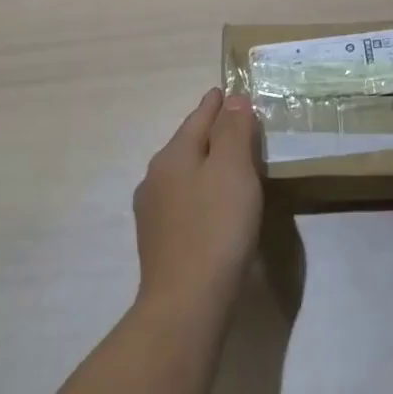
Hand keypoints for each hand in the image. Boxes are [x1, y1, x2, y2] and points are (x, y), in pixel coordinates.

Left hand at [135, 89, 263, 314]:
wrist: (186, 303)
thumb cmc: (216, 228)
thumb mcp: (232, 170)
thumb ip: (233, 131)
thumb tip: (233, 100)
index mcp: (172, 156)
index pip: (198, 117)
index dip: (216, 103)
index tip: (228, 90)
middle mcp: (155, 178)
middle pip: (188, 143)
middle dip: (211, 131)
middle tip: (238, 123)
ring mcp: (153, 211)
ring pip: (185, 172)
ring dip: (206, 162)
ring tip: (231, 161)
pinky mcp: (160, 240)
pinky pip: (185, 199)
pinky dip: (202, 189)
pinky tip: (215, 202)